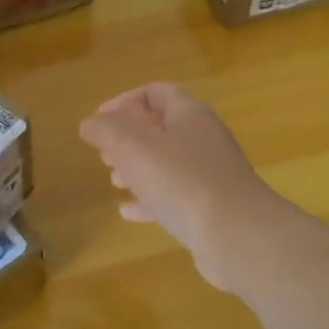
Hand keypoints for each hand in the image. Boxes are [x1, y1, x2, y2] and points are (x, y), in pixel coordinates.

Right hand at [79, 82, 290, 291]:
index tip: (99, 120)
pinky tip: (129, 212)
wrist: (237, 236)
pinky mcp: (212, 207)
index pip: (156, 92)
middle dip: (129, 138)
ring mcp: (211, 174)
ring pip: (168, 163)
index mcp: (190, 115)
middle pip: (162, 128)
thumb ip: (107, 130)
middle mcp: (204, 139)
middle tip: (103, 153)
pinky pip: (176, 196)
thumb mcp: (134, 149)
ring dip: (139, 169)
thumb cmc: (182, 182)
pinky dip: (150, 199)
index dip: (125, 101)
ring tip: (114, 180)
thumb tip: (91, 122)